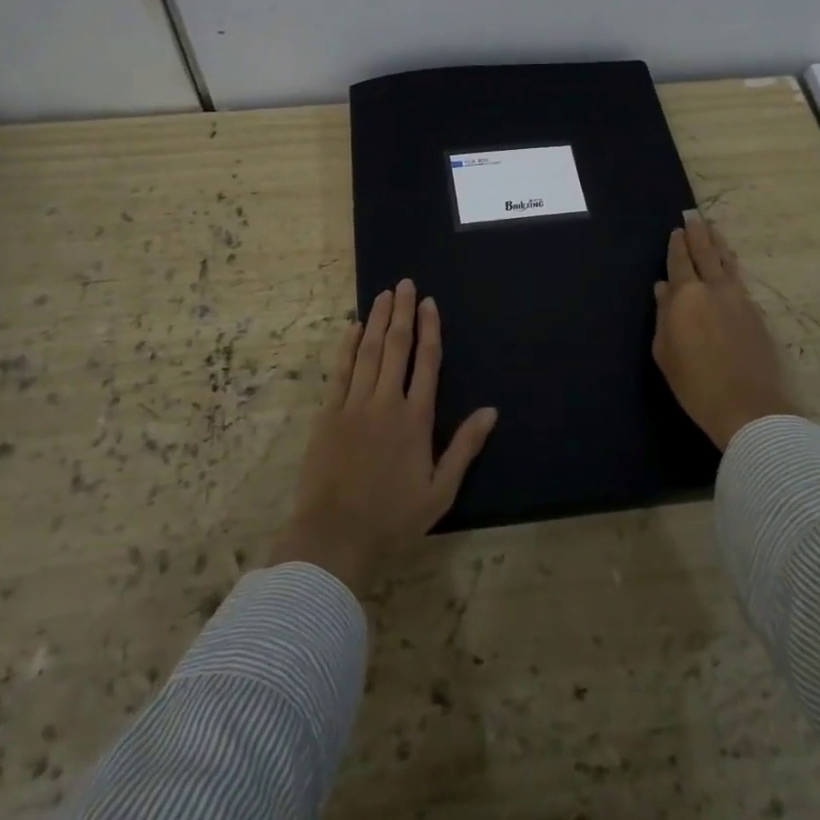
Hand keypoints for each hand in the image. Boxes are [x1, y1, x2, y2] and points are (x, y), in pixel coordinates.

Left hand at [270, 279, 498, 593]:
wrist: (336, 535)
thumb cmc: (393, 518)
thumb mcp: (440, 491)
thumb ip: (465, 447)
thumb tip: (491, 411)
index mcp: (416, 419)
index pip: (426, 362)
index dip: (429, 329)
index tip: (429, 303)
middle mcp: (386, 402)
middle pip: (396, 346)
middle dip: (402, 312)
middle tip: (405, 284)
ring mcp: (354, 405)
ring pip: (368, 351)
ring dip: (376, 320)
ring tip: (383, 294)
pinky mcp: (328, 414)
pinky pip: (340, 371)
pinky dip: (347, 346)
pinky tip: (352, 327)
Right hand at [653, 211, 799, 448]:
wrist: (748, 407)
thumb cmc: (695, 383)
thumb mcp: (665, 351)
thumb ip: (664, 315)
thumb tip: (663, 288)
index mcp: (686, 296)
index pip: (680, 261)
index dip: (677, 245)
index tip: (676, 230)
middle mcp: (714, 289)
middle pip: (706, 253)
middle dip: (699, 234)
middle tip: (695, 216)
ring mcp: (739, 300)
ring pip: (727, 263)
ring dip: (719, 245)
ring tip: (713, 230)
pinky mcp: (756, 314)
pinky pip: (739, 280)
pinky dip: (731, 266)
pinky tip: (729, 266)